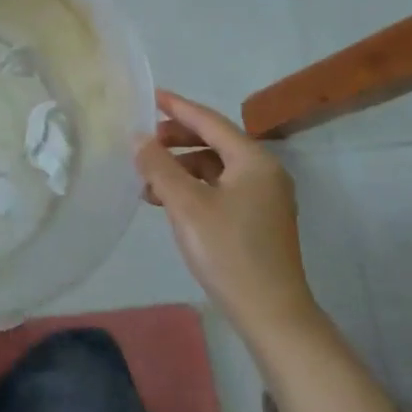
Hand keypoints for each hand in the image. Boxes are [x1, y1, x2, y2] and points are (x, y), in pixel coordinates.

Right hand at [135, 89, 317, 341]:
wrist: (272, 315)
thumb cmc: (229, 252)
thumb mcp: (186, 205)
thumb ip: (159, 166)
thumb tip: (138, 138)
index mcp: (253, 160)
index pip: (209, 121)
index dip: (177, 107)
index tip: (150, 95)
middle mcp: (263, 172)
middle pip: (213, 142)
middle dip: (176, 140)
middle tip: (143, 143)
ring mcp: (264, 197)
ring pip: (214, 167)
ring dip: (180, 168)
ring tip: (147, 180)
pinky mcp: (257, 220)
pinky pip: (220, 188)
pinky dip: (192, 187)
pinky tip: (167, 202)